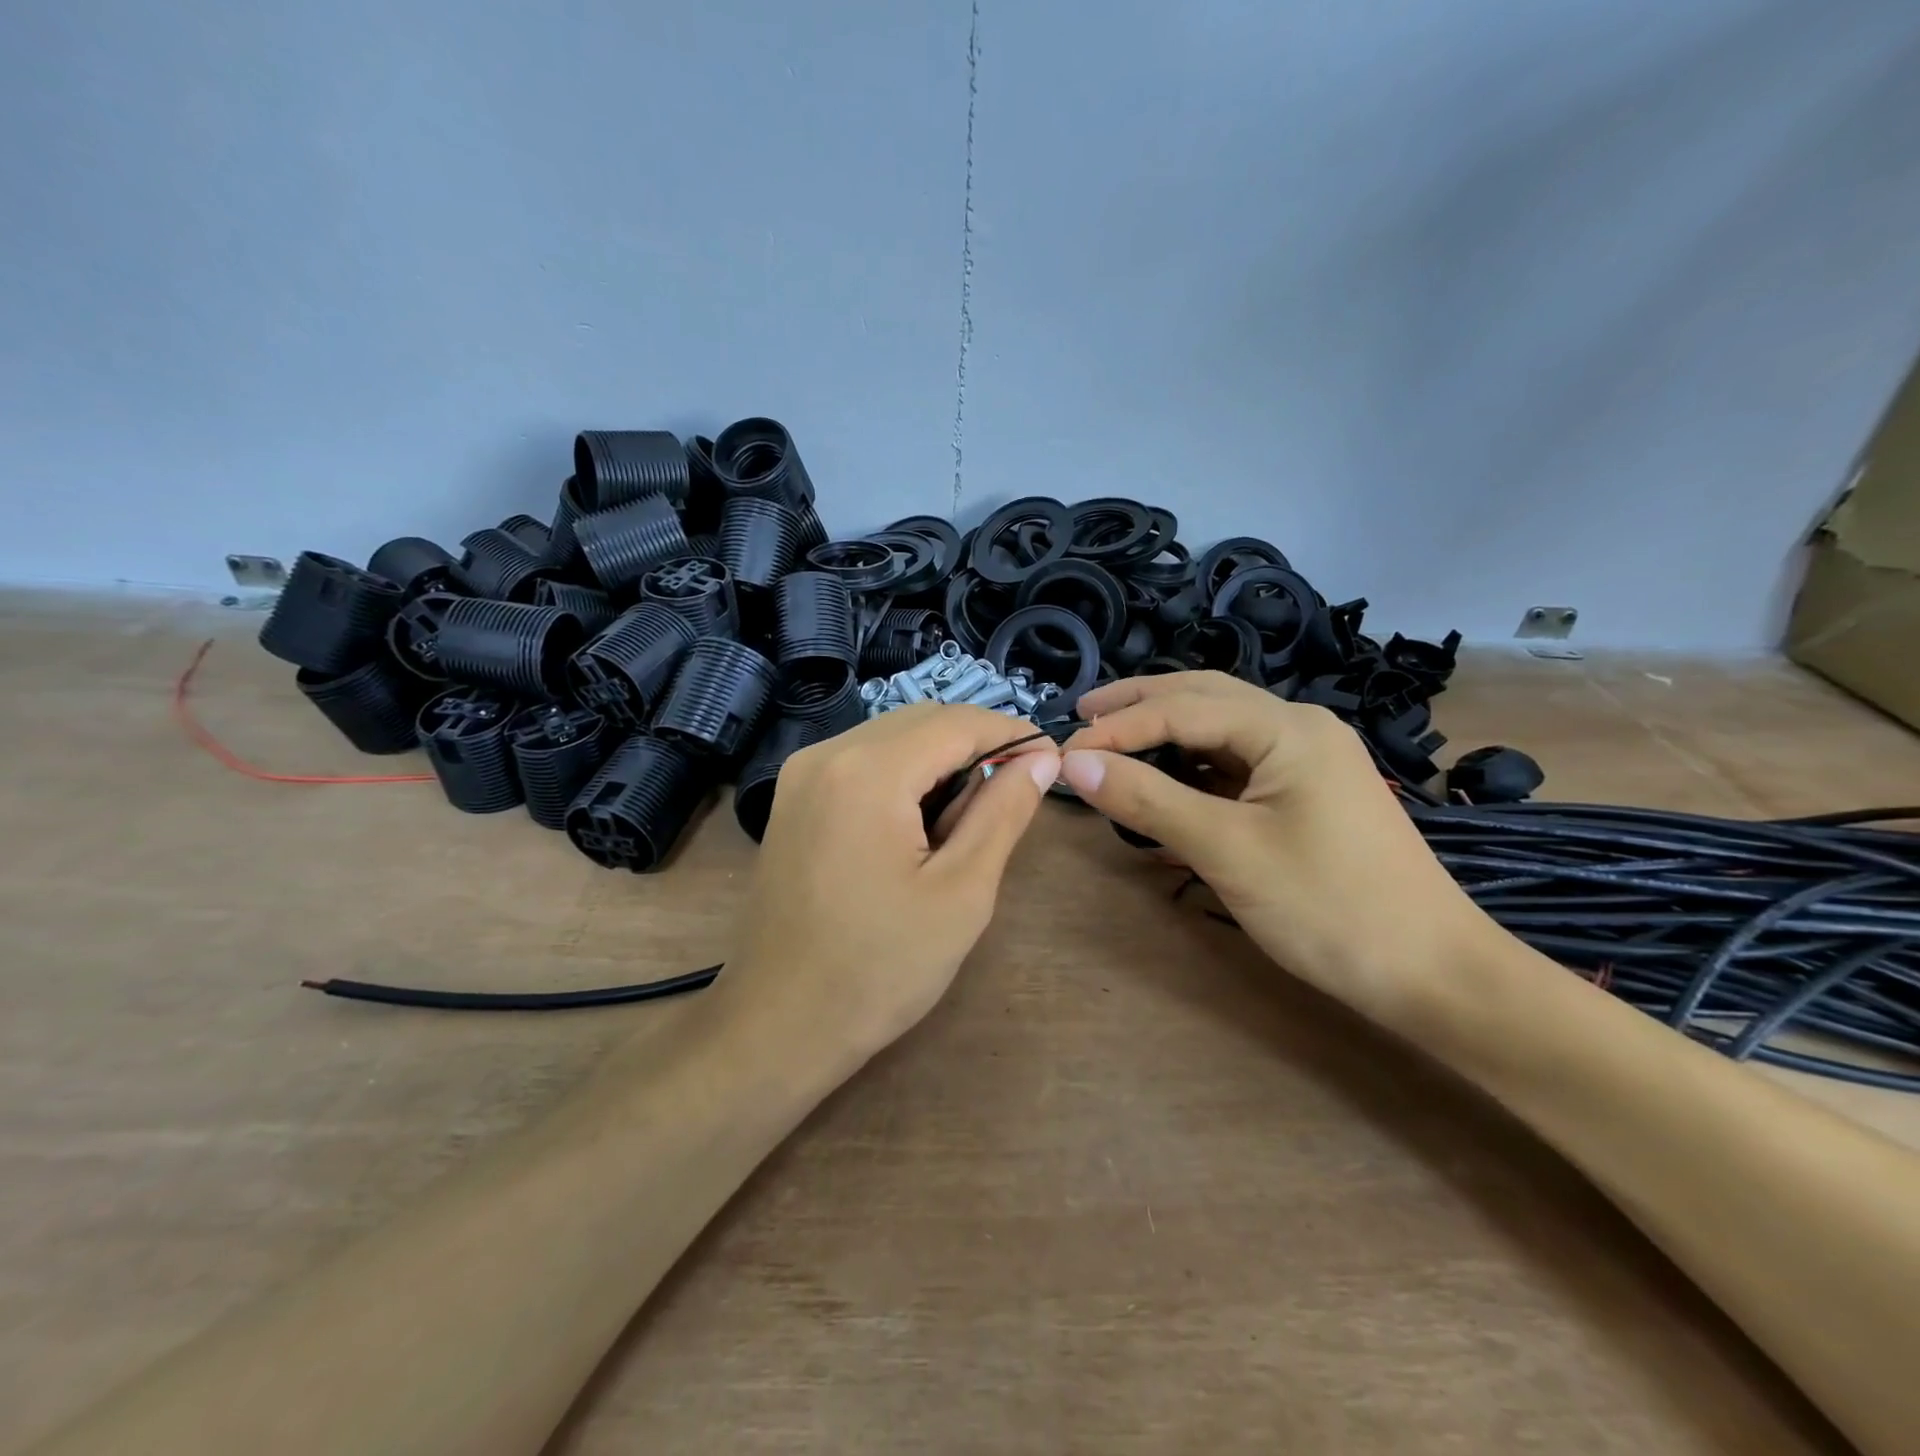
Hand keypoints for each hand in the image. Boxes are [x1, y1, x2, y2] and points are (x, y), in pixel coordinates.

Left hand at [722, 704, 1059, 1062]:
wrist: (777, 1025)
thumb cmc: (879, 969)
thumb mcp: (961, 893)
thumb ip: (1003, 813)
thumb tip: (1042, 759)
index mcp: (868, 771)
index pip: (956, 722)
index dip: (1011, 733)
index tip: (1052, 758)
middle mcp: (826, 753)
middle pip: (921, 720)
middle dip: (976, 744)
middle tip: (1018, 789)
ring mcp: (801, 774)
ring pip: (892, 737)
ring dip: (941, 759)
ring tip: (974, 813)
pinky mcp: (793, 798)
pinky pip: (862, 761)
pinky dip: (904, 774)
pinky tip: (924, 820)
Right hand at [1061, 672, 1483, 1027]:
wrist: (1433, 974)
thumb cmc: (1329, 907)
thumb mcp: (1227, 850)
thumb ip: (1148, 799)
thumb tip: (1073, 764)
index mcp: (1286, 728)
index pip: (1181, 708)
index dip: (1117, 728)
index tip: (1063, 754)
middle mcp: (1298, 728)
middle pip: (1203, 698)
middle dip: (1139, 705)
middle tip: (1082, 718)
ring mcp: (1307, 760)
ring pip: (1219, 731)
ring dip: (1164, 734)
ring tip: (1112, 744)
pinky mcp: (1307, 793)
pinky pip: (1237, 764)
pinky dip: (1192, 768)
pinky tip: (1163, 783)